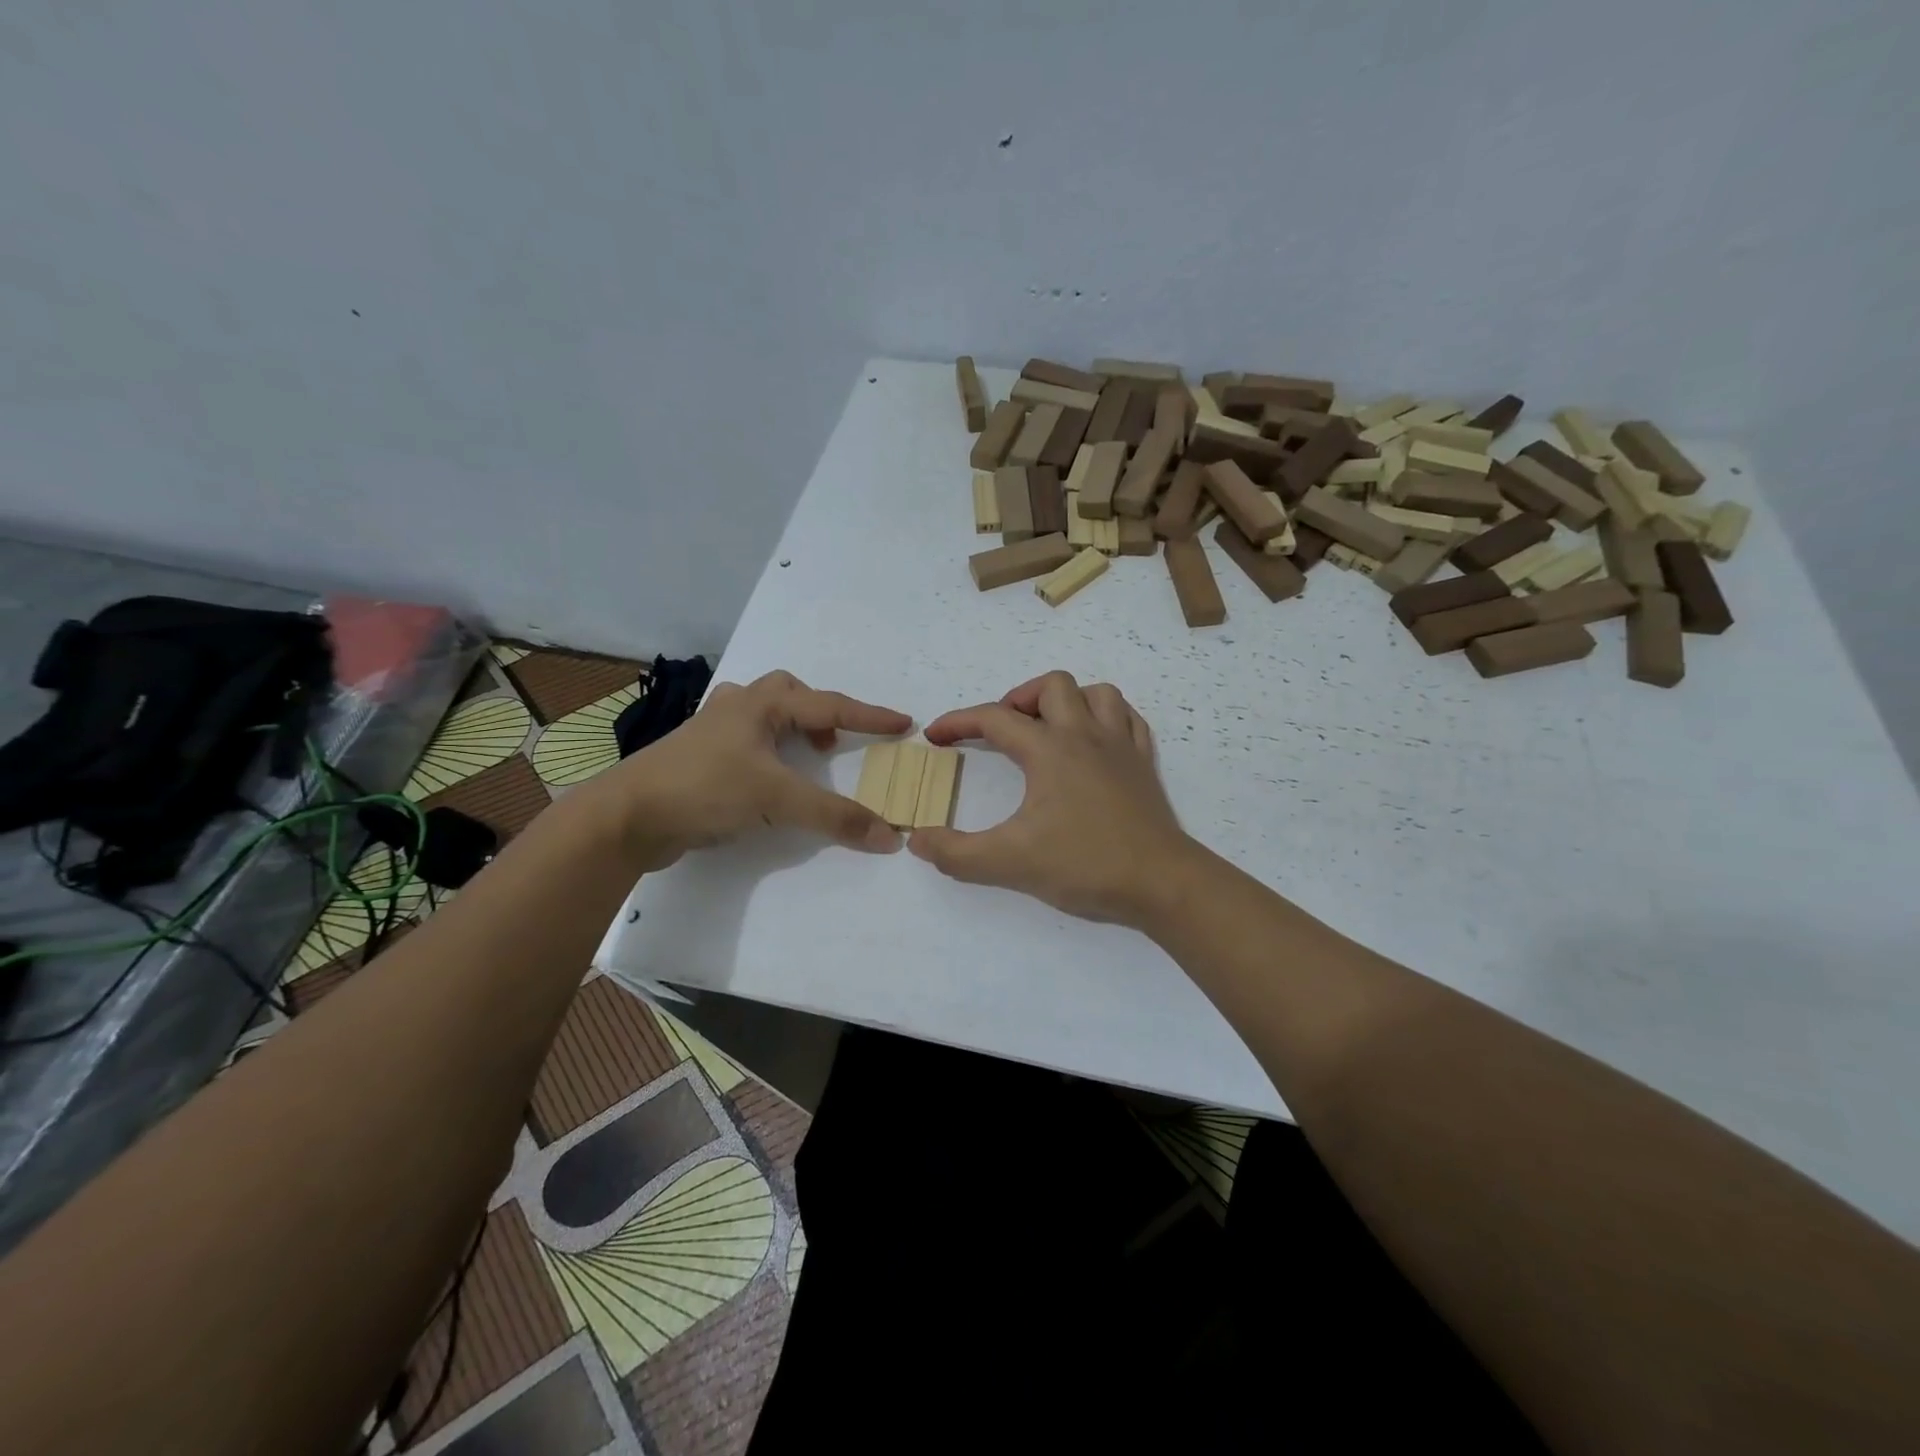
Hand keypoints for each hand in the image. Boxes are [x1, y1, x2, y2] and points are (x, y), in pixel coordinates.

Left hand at [599, 671, 909, 869]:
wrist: (626, 816)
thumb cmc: (704, 789)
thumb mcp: (775, 799)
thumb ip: (834, 816)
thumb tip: (888, 836)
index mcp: (760, 705)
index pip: (830, 705)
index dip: (870, 716)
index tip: (904, 723)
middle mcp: (737, 707)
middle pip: (789, 693)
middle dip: (819, 712)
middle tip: (834, 743)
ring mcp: (712, 731)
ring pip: (763, 713)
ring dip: (791, 728)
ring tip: (806, 758)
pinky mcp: (698, 758)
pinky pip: (746, 740)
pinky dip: (768, 750)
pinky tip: (766, 777)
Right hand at [910, 672, 1191, 924]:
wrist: (1161, 883)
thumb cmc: (1085, 864)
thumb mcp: (1009, 863)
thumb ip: (956, 853)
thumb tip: (917, 839)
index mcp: (1049, 750)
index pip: (994, 718)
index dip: (958, 722)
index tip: (936, 737)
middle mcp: (1085, 735)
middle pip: (1052, 686)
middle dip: (1019, 699)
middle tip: (1003, 732)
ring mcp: (1121, 747)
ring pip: (1096, 693)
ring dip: (1067, 701)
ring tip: (1048, 730)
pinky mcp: (1144, 765)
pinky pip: (1128, 719)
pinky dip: (1106, 719)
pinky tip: (1094, 743)